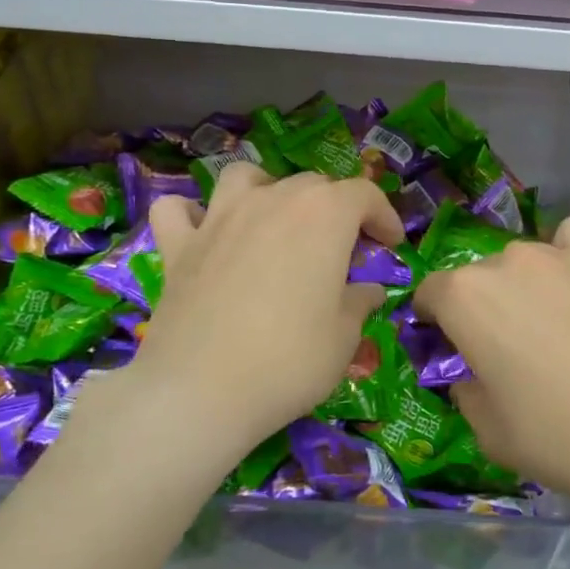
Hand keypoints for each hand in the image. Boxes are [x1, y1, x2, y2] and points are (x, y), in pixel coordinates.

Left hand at [90, 164, 403, 470]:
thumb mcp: (344, 336)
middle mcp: (273, 201)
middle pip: (312, 185)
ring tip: (275, 222)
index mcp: (324, 215)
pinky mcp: (178, 245)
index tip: (391, 243)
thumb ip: (359, 302)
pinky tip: (204, 233)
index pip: (364, 194)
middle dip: (335, 209)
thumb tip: (369, 291)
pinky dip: (192, 214)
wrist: (202, 391)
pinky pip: (178, 210)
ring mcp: (220, 218)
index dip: (384, 216)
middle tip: (342, 251)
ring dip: (267, 190)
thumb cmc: (290, 360)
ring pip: (245, 177)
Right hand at [414, 216, 569, 514]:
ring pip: (524, 260)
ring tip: (553, 323)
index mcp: (465, 298)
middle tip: (510, 349)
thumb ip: (465, 391)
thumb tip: (471, 374)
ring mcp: (560, 254)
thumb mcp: (489, 431)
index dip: (435, 321)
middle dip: (483, 307)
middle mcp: (507, 261)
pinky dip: (566, 255)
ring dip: (524, 285)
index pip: (430, 293)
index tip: (452, 348)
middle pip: (479, 277)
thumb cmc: (560, 436)